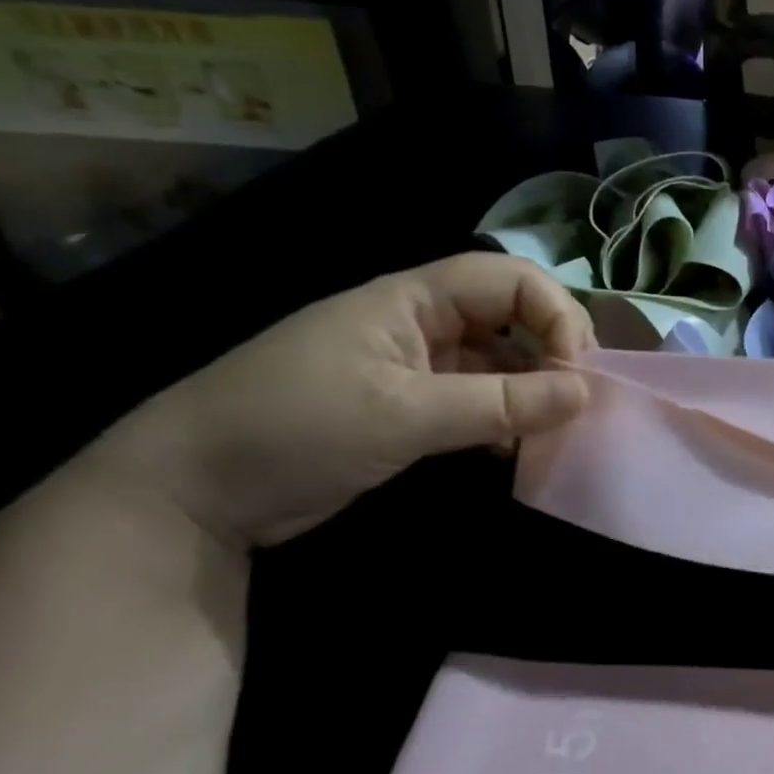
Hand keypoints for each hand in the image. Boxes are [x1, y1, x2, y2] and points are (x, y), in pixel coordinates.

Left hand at [105, 254, 594, 546]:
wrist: (187, 493)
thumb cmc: (294, 430)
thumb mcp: (404, 415)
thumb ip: (501, 403)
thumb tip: (586, 393)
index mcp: (413, 298)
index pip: (510, 279)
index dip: (554, 314)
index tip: (576, 371)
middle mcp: (421, 321)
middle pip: (511, 314)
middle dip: (551, 350)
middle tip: (577, 400)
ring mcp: (415, 364)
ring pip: (498, 359)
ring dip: (532, 389)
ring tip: (556, 428)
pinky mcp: (408, 405)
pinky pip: (477, 396)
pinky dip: (504, 417)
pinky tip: (516, 446)